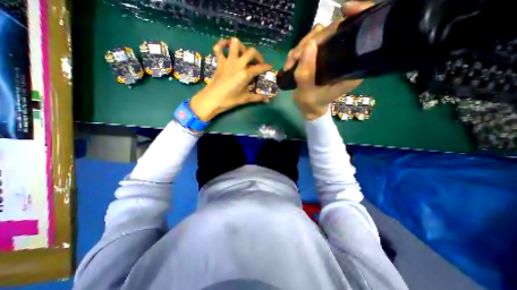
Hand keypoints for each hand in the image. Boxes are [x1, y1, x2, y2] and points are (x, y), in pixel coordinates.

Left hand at [190, 36, 270, 120]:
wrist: (212, 99)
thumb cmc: (229, 100)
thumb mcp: (245, 99)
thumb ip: (258, 98)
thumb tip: (268, 100)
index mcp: (245, 74)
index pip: (260, 67)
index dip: (267, 67)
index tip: (270, 67)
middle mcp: (238, 64)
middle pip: (251, 52)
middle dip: (257, 56)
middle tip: (258, 63)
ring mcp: (228, 61)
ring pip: (235, 43)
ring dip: (241, 46)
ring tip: (243, 54)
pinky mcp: (219, 62)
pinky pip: (218, 48)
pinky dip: (222, 45)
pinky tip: (226, 48)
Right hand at [284, 0, 373, 118]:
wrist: (308, 107)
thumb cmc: (310, 104)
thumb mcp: (306, 93)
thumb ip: (306, 73)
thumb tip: (308, 45)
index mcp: (350, 68)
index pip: (356, 37)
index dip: (351, 20)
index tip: (340, 14)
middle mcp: (345, 58)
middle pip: (334, 32)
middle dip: (310, 41)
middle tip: (294, 58)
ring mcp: (332, 55)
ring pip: (319, 36)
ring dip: (301, 47)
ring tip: (290, 63)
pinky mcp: (322, 55)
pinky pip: (310, 44)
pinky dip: (299, 51)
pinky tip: (292, 61)